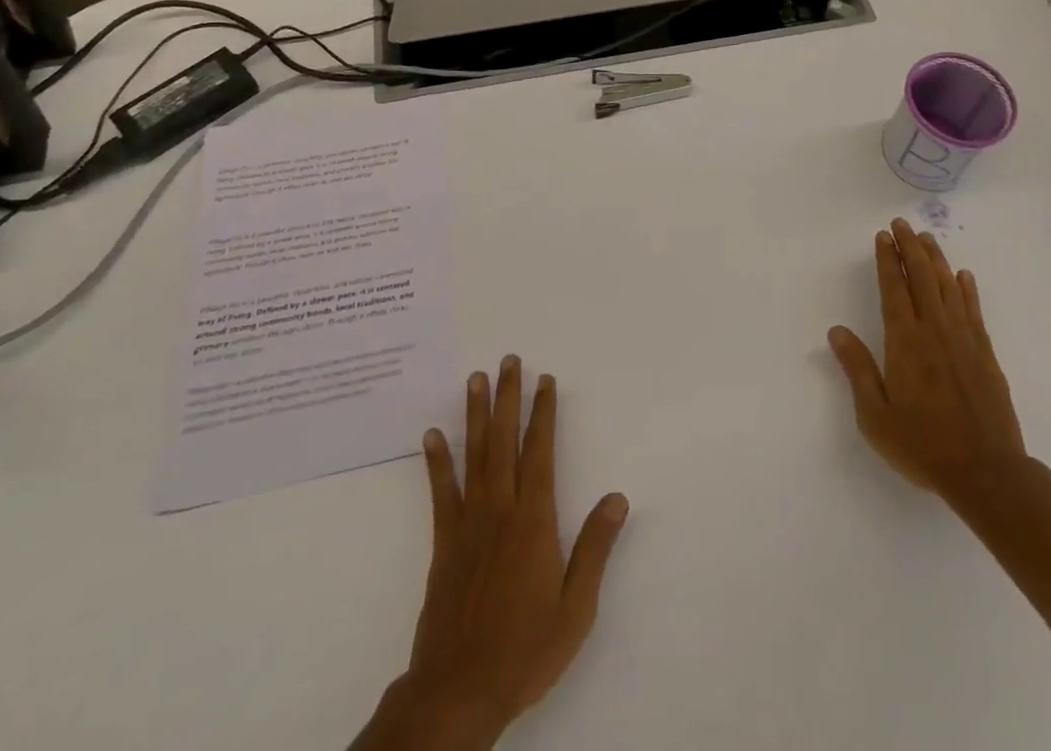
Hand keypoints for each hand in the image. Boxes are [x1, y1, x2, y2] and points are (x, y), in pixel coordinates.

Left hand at [370, 357, 628, 749]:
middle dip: (509, 397)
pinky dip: (437, 462)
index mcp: (534, 521)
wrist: (458, 691)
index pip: (540, 452)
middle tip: (509, 360)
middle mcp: (500, 510)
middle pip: (505, 441)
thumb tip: (617, 497)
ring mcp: (468, 523)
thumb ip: (595, 549)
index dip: (544, 413)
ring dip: (476, 415)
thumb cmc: (525, 649)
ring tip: (476, 379)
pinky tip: (433, 435)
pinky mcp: (444, 542)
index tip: (546, 380)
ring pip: (474, 456)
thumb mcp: (576, 608)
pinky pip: (441, 493)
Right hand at [827, 219, 1029, 514]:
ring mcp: (964, 341)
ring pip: (948, 288)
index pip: (894, 290)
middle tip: (902, 224)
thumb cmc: (923, 445)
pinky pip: (974, 312)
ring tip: (927, 238)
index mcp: (905, 343)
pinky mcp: (986, 355)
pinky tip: (963, 276)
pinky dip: (967, 290)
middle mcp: (935, 332)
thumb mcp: (875, 416)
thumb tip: (836, 331)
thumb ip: (857, 369)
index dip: (888, 261)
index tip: (883, 237)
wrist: (986, 473)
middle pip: (921, 279)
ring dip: (936, 260)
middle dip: (910, 248)